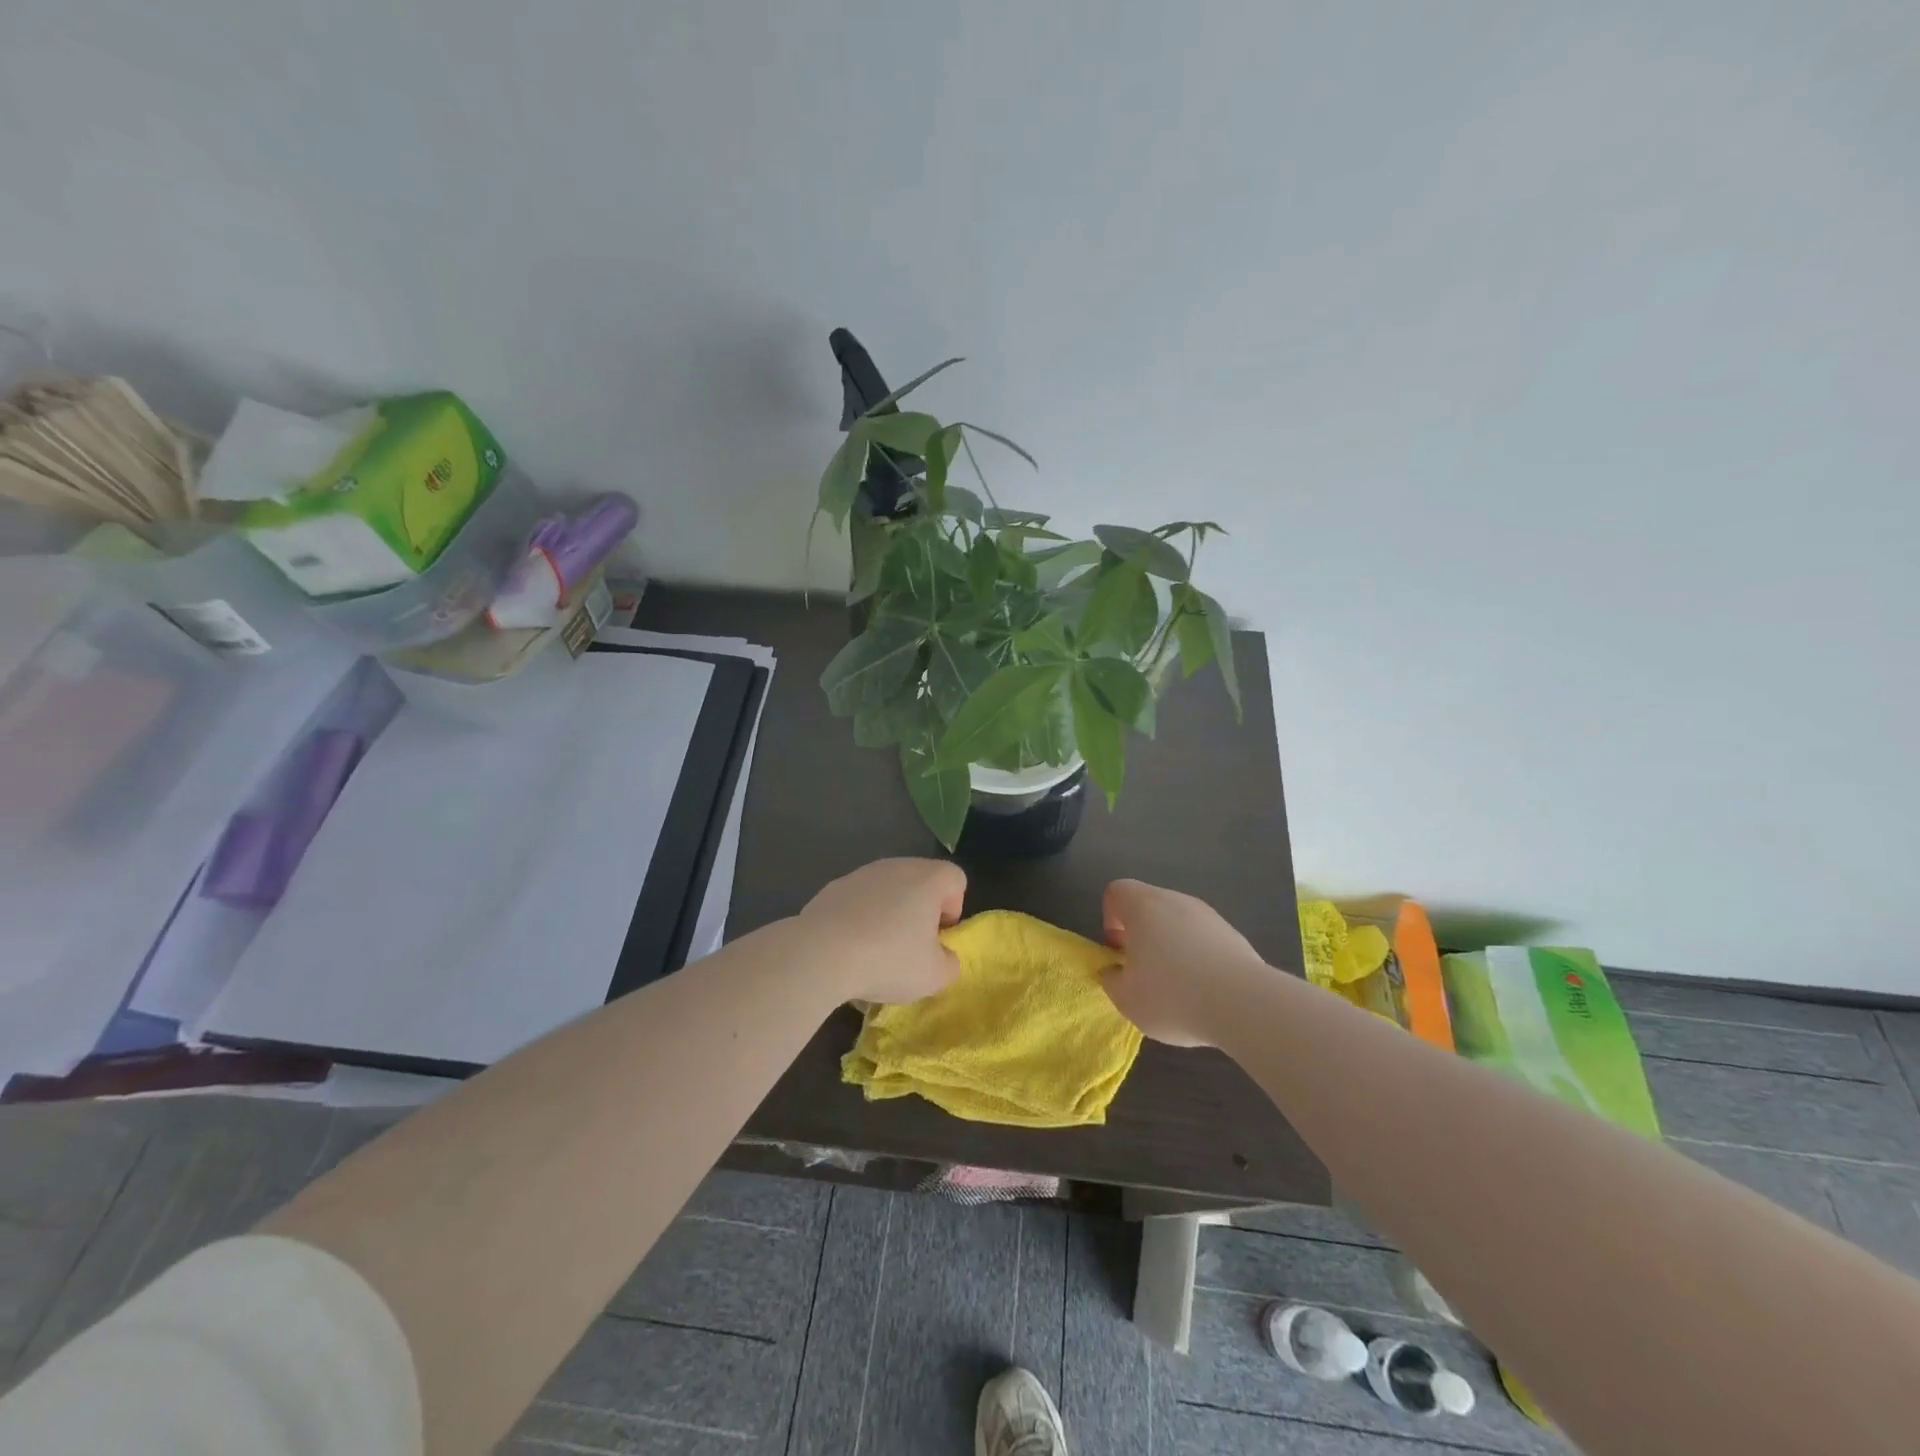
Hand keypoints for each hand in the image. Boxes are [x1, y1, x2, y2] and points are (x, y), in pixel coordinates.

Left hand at [795, 858, 966, 1004]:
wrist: (820, 954)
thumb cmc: (888, 959)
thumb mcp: (934, 976)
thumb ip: (949, 964)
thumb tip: (942, 956)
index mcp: (928, 879)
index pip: (955, 879)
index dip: (954, 909)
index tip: (938, 938)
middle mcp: (897, 866)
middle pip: (920, 882)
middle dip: (920, 912)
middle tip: (911, 947)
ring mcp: (861, 874)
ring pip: (887, 891)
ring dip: (889, 915)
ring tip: (876, 952)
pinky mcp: (832, 888)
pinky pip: (858, 901)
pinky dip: (860, 919)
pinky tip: (849, 949)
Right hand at [1101, 879, 1268, 1046]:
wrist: (1244, 1004)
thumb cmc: (1172, 995)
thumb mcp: (1126, 998)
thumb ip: (1111, 980)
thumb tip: (1115, 971)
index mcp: (1143, 906)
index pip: (1116, 892)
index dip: (1110, 918)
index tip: (1119, 951)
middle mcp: (1176, 900)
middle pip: (1149, 906)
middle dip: (1141, 934)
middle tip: (1142, 971)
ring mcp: (1209, 915)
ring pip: (1178, 922)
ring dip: (1170, 945)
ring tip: (1176, 986)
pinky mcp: (1233, 935)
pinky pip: (1203, 939)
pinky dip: (1197, 957)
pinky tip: (1204, 991)